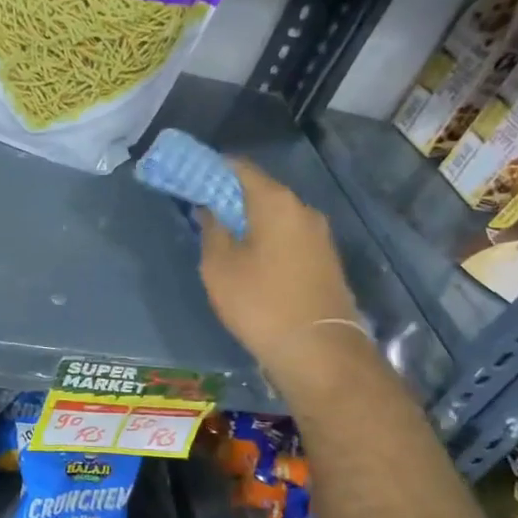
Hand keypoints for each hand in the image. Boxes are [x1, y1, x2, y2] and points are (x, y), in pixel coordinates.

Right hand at [198, 159, 363, 377]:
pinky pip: (290, 237)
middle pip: (262, 191)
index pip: (240, 168)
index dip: (213, 169)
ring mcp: (320, 236)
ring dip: (251, 221)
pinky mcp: (326, 260)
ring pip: (277, 216)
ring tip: (224, 238)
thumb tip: (210, 209)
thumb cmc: (260, 303)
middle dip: (232, 196)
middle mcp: (303, 210)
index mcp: (276, 202)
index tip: (191, 178)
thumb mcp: (219, 267)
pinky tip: (251, 259)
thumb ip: (212, 230)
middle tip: (203, 211)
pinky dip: (268, 238)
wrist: (317, 350)